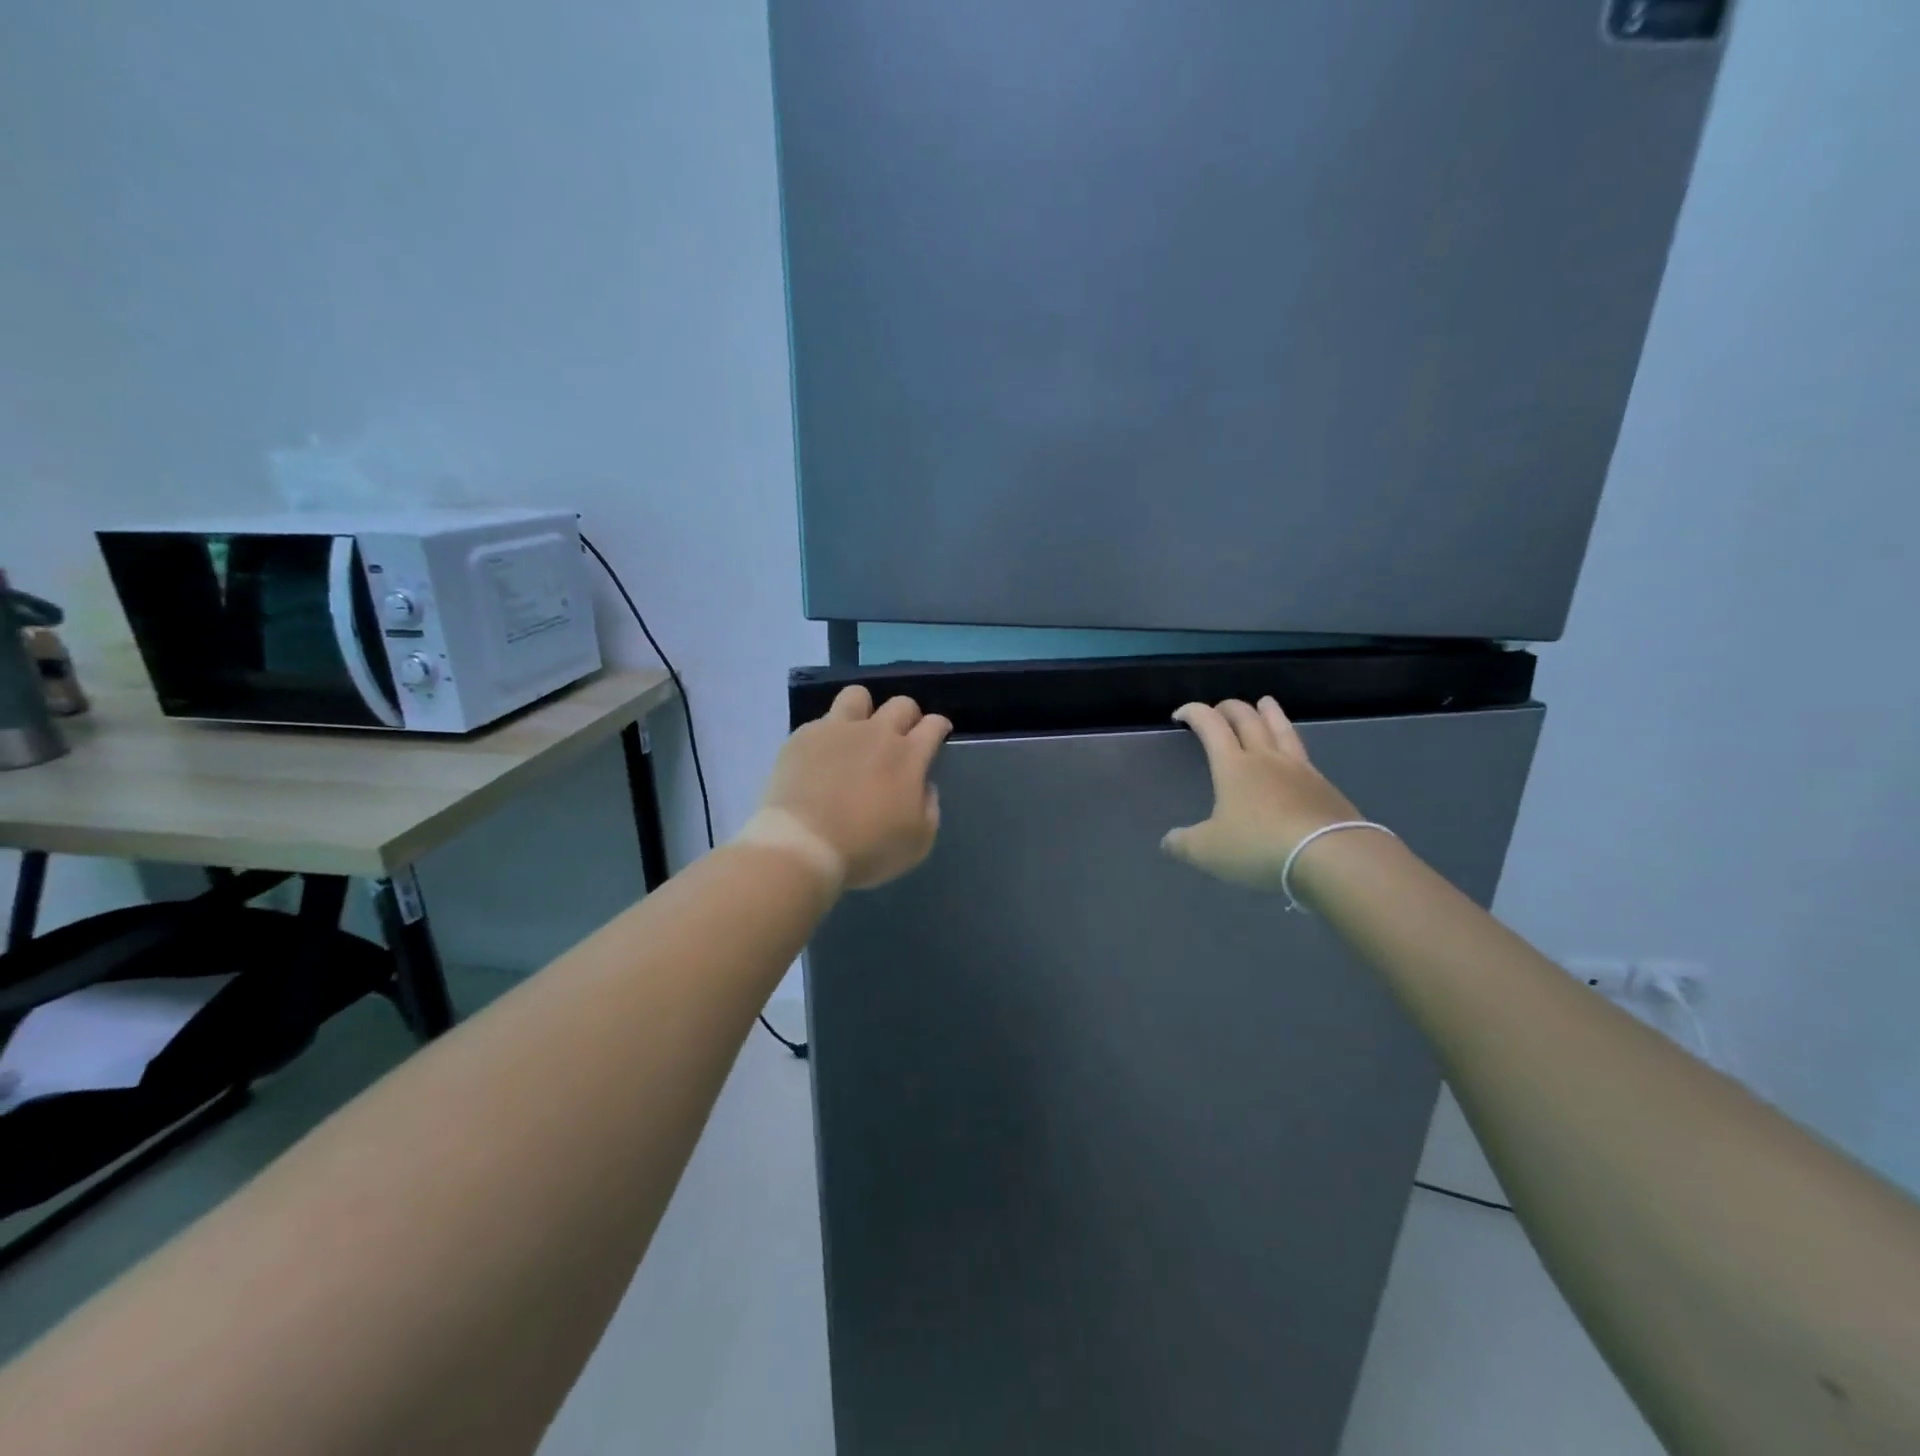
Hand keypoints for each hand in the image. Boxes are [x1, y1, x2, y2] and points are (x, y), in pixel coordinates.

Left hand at [754, 685, 951, 890]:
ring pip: (857, 696)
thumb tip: (923, 785)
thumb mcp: (919, 841)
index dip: (939, 726)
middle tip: (901, 737)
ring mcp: (836, 729)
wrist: (804, 845)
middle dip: (908, 716)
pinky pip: (821, 722)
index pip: (933, 724)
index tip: (938, 734)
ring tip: (858, 732)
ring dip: (865, 710)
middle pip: (901, 704)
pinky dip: (828, 735)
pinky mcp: (803, 737)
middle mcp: (876, 732)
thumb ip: (929, 807)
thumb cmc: (867, 849)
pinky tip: (823, 757)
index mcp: (908, 755)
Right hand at [1161, 697, 1361, 891]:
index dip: (1194, 713)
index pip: (1211, 725)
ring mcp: (1299, 770)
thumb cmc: (1259, 846)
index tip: (1180, 715)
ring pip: (1282, 729)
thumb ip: (1183, 843)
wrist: (1331, 856)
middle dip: (1229, 708)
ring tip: (1265, 702)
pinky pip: (1303, 754)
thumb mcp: (1208, 851)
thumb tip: (1169, 841)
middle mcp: (1266, 758)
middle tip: (1219, 708)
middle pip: (1248, 719)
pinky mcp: (1325, 787)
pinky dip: (1291, 743)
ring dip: (1269, 713)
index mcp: (1233, 766)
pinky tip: (1292, 753)